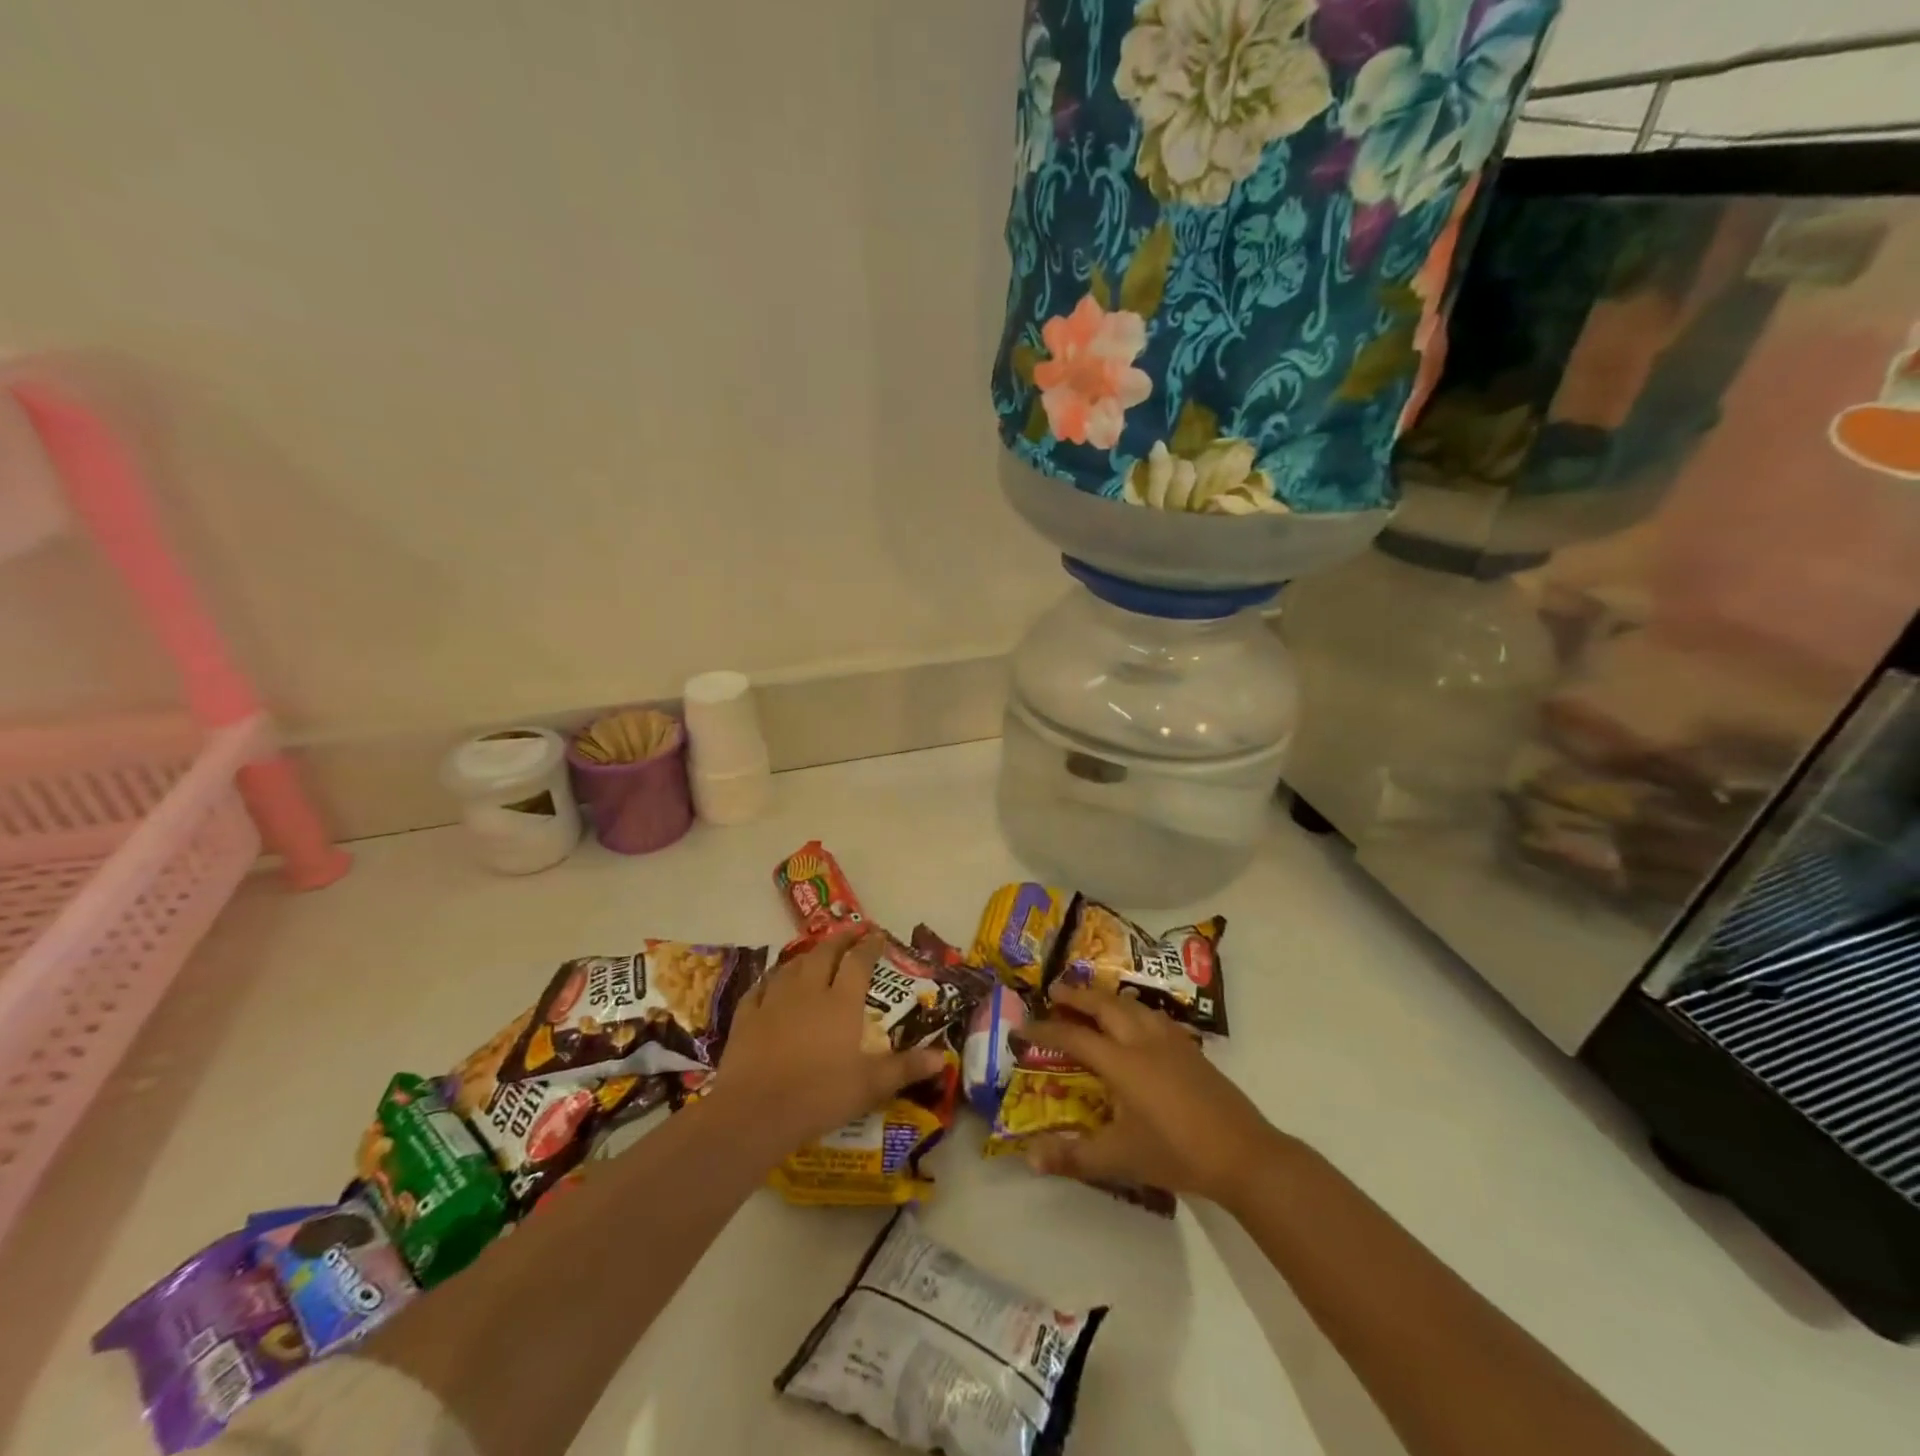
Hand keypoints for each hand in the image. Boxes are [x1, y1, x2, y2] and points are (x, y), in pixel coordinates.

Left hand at [712, 930, 944, 1152]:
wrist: (755, 1112)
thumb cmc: (820, 1095)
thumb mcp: (871, 1086)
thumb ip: (906, 1068)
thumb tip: (944, 1058)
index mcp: (841, 1002)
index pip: (859, 962)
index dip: (870, 946)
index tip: (878, 935)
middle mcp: (809, 991)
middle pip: (825, 954)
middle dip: (840, 939)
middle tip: (851, 931)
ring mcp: (774, 1001)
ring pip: (792, 966)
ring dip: (807, 955)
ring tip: (816, 953)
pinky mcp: (747, 1016)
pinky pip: (760, 988)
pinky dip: (770, 980)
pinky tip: (772, 982)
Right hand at [1022, 982, 1287, 1208]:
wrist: (1243, 1153)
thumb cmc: (1176, 1153)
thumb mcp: (1120, 1158)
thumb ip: (1074, 1156)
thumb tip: (1029, 1158)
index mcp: (1121, 1062)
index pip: (1073, 1036)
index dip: (1045, 1030)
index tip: (1022, 1026)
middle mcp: (1142, 1040)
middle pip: (1104, 1005)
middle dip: (1077, 995)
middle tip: (1055, 990)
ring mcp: (1170, 1041)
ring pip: (1131, 1004)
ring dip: (1106, 998)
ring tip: (1091, 1000)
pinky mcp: (1190, 1049)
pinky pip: (1152, 1015)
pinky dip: (1132, 1009)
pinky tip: (1136, 1022)